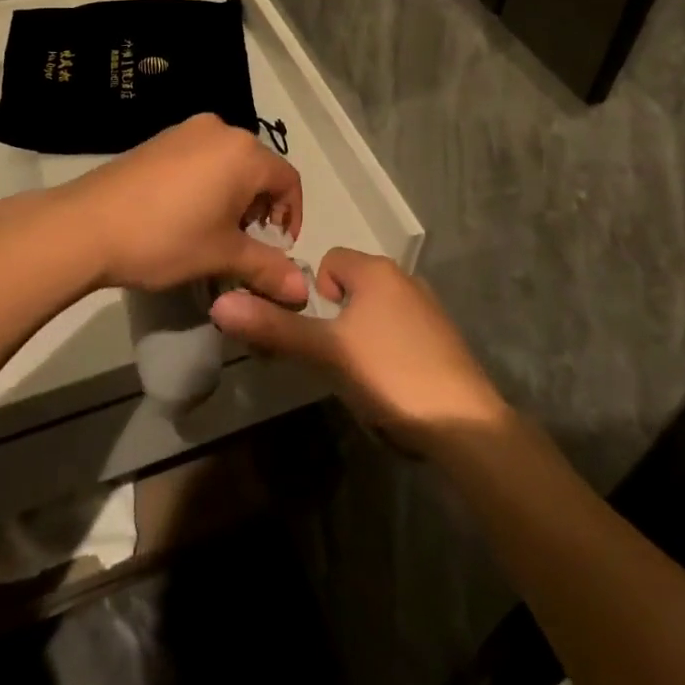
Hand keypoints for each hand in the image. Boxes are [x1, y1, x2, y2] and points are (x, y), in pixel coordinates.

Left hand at [51, 114, 305, 303]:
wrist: (86, 225)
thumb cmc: (166, 238)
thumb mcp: (222, 256)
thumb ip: (268, 267)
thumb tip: (302, 288)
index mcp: (244, 152)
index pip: (289, 180)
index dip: (290, 217)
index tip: (275, 250)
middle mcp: (220, 130)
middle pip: (259, 169)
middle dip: (260, 208)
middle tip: (243, 244)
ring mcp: (186, 130)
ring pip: (228, 163)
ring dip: (233, 196)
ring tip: (213, 232)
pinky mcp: (160, 139)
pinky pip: (200, 158)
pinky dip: (207, 183)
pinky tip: (184, 215)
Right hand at [211, 248, 508, 450]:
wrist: (464, 424)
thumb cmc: (389, 374)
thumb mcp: (326, 351)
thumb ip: (274, 327)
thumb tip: (220, 304)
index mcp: (376, 270)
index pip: (329, 261)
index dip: (315, 295)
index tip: (319, 333)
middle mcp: (404, 278)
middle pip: (351, 286)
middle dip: (336, 320)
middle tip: (333, 360)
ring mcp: (428, 308)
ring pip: (374, 312)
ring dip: (359, 337)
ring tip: (361, 377)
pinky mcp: (443, 339)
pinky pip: (398, 332)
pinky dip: (386, 351)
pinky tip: (390, 385)